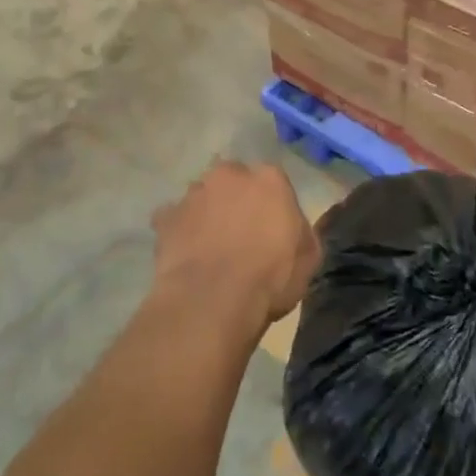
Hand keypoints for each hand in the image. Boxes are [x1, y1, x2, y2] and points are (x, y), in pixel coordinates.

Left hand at [152, 160, 319, 327]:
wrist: (212, 301)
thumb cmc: (270, 278)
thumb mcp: (308, 258)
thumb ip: (301, 230)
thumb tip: (294, 225)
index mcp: (270, 179)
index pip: (273, 181)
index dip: (272, 205)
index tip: (272, 229)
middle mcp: (230, 175)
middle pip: (234, 181)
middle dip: (236, 200)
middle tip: (240, 233)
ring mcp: (194, 193)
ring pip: (203, 196)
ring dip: (207, 212)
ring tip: (210, 246)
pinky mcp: (166, 216)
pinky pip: (174, 218)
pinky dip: (179, 230)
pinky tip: (186, 252)